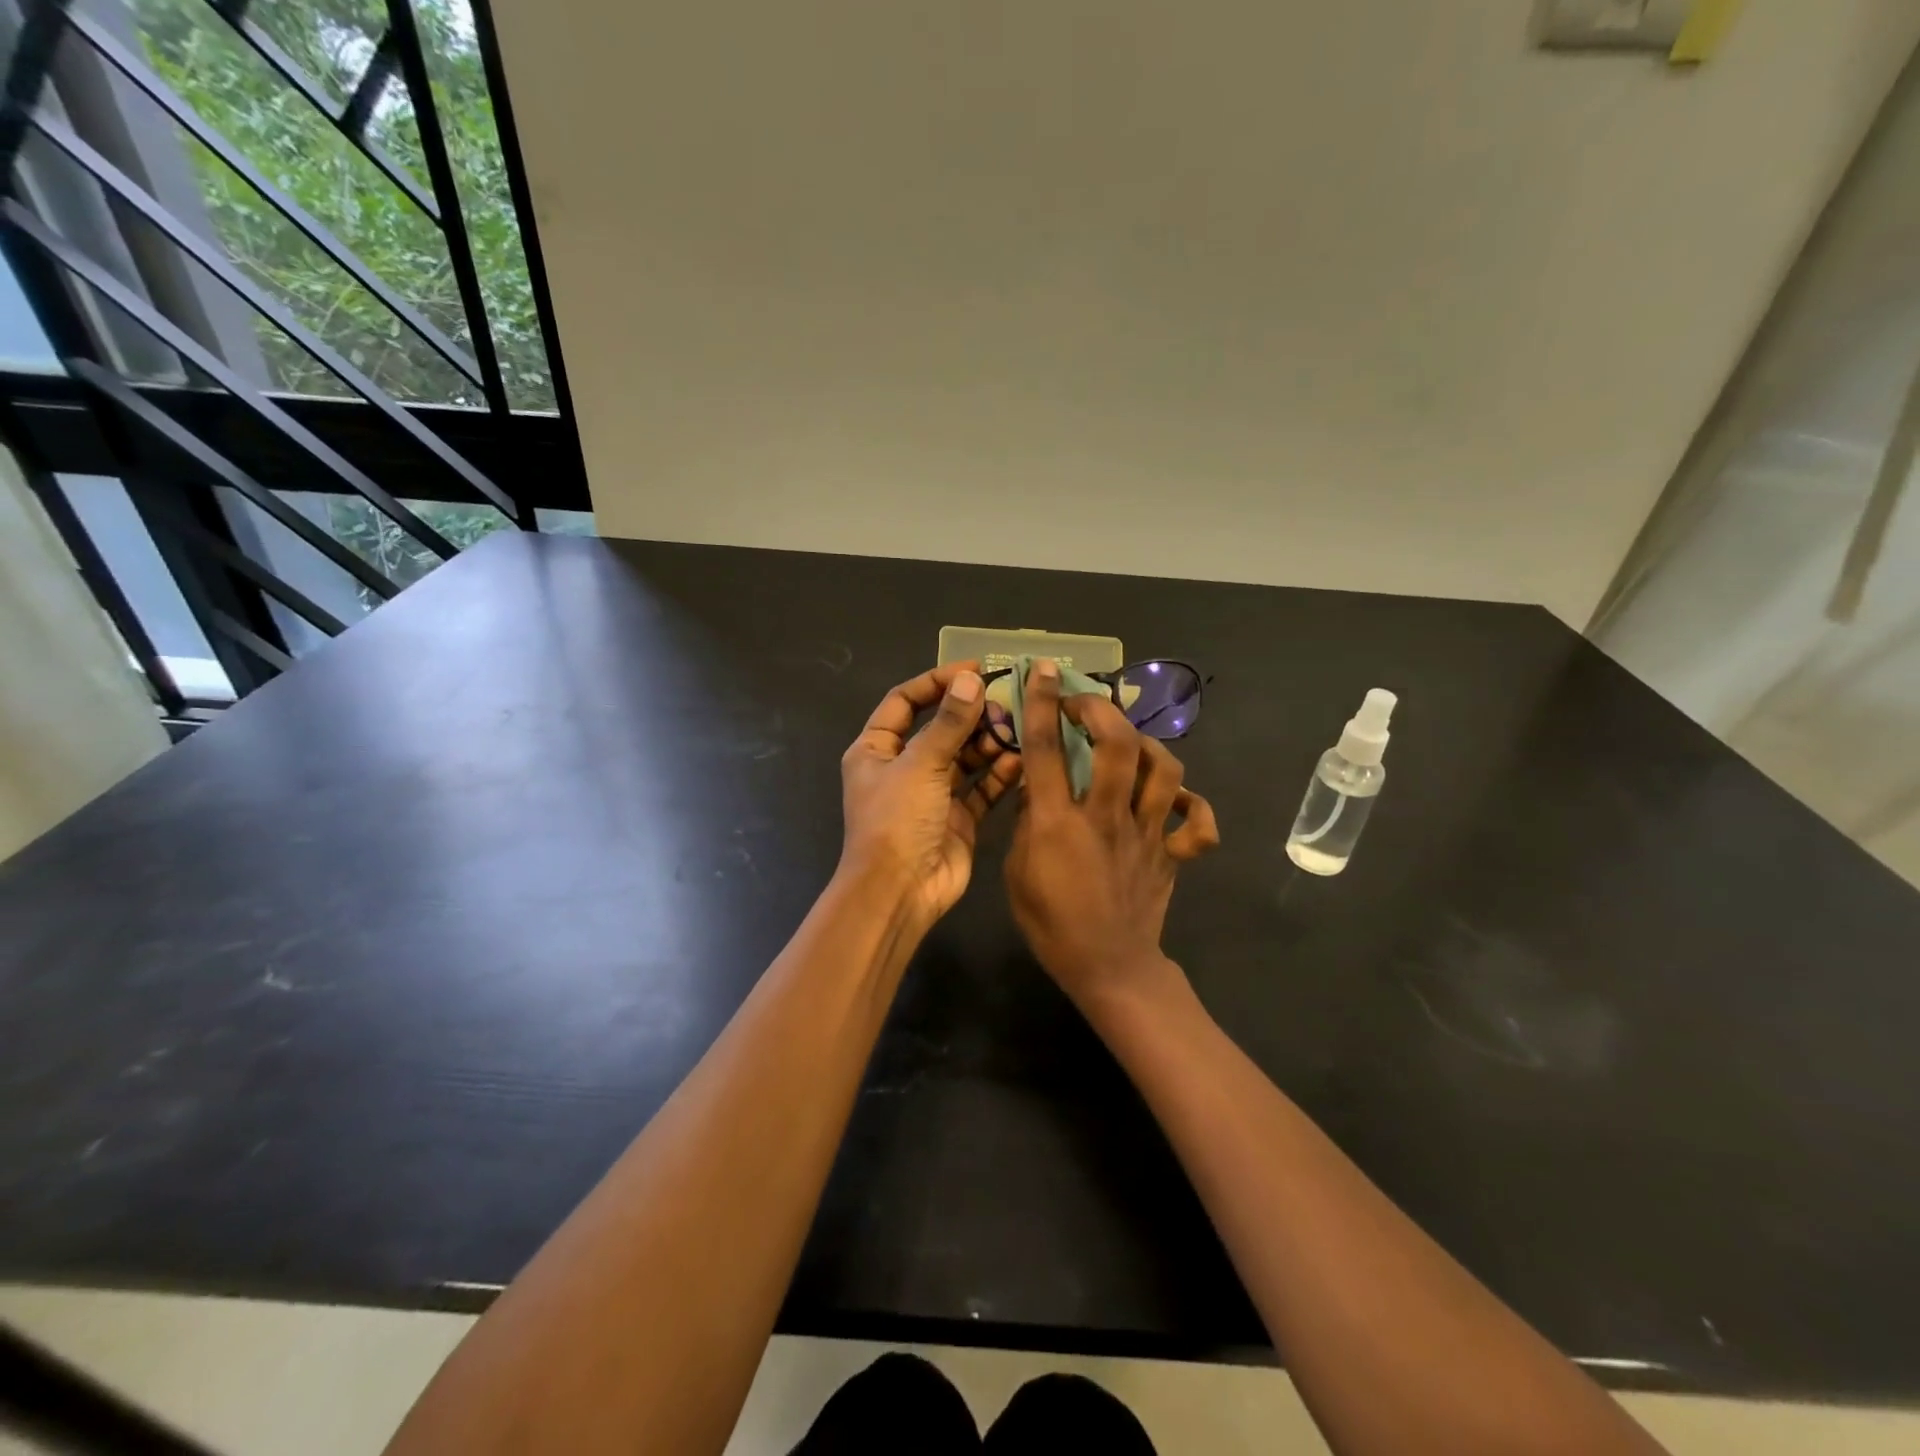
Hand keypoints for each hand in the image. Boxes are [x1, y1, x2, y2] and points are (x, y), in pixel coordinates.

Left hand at [840, 661, 1023, 924]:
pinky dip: (999, 775)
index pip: (905, 701)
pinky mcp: (958, 819)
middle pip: (940, 728)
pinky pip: (981, 789)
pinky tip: (1021, 761)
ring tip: (1018, 729)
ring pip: (965, 758)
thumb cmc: (897, 820)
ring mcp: (932, 795)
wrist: (900, 892)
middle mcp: (903, 768)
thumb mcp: (920, 764)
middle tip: (1007, 702)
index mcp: (876, 749)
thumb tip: (970, 681)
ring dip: (989, 743)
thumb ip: (948, 722)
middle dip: (972, 714)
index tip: (975, 671)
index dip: (937, 682)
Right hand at [1005, 659, 1219, 1006]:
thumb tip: (1037, 784)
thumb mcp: (1016, 871)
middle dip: (1101, 710)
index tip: (1045, 671)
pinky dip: (1194, 804)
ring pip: (1165, 770)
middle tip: (1084, 704)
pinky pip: (1199, 822)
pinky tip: (1174, 798)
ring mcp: (1147, 833)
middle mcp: (1107, 817)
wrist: (1108, 967)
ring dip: (1147, 745)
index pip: (1047, 749)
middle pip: (1117, 744)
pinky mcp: (1172, 852)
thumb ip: (1026, 822)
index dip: (1044, 703)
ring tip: (1128, 744)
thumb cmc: (1051, 923)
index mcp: (1058, 823)